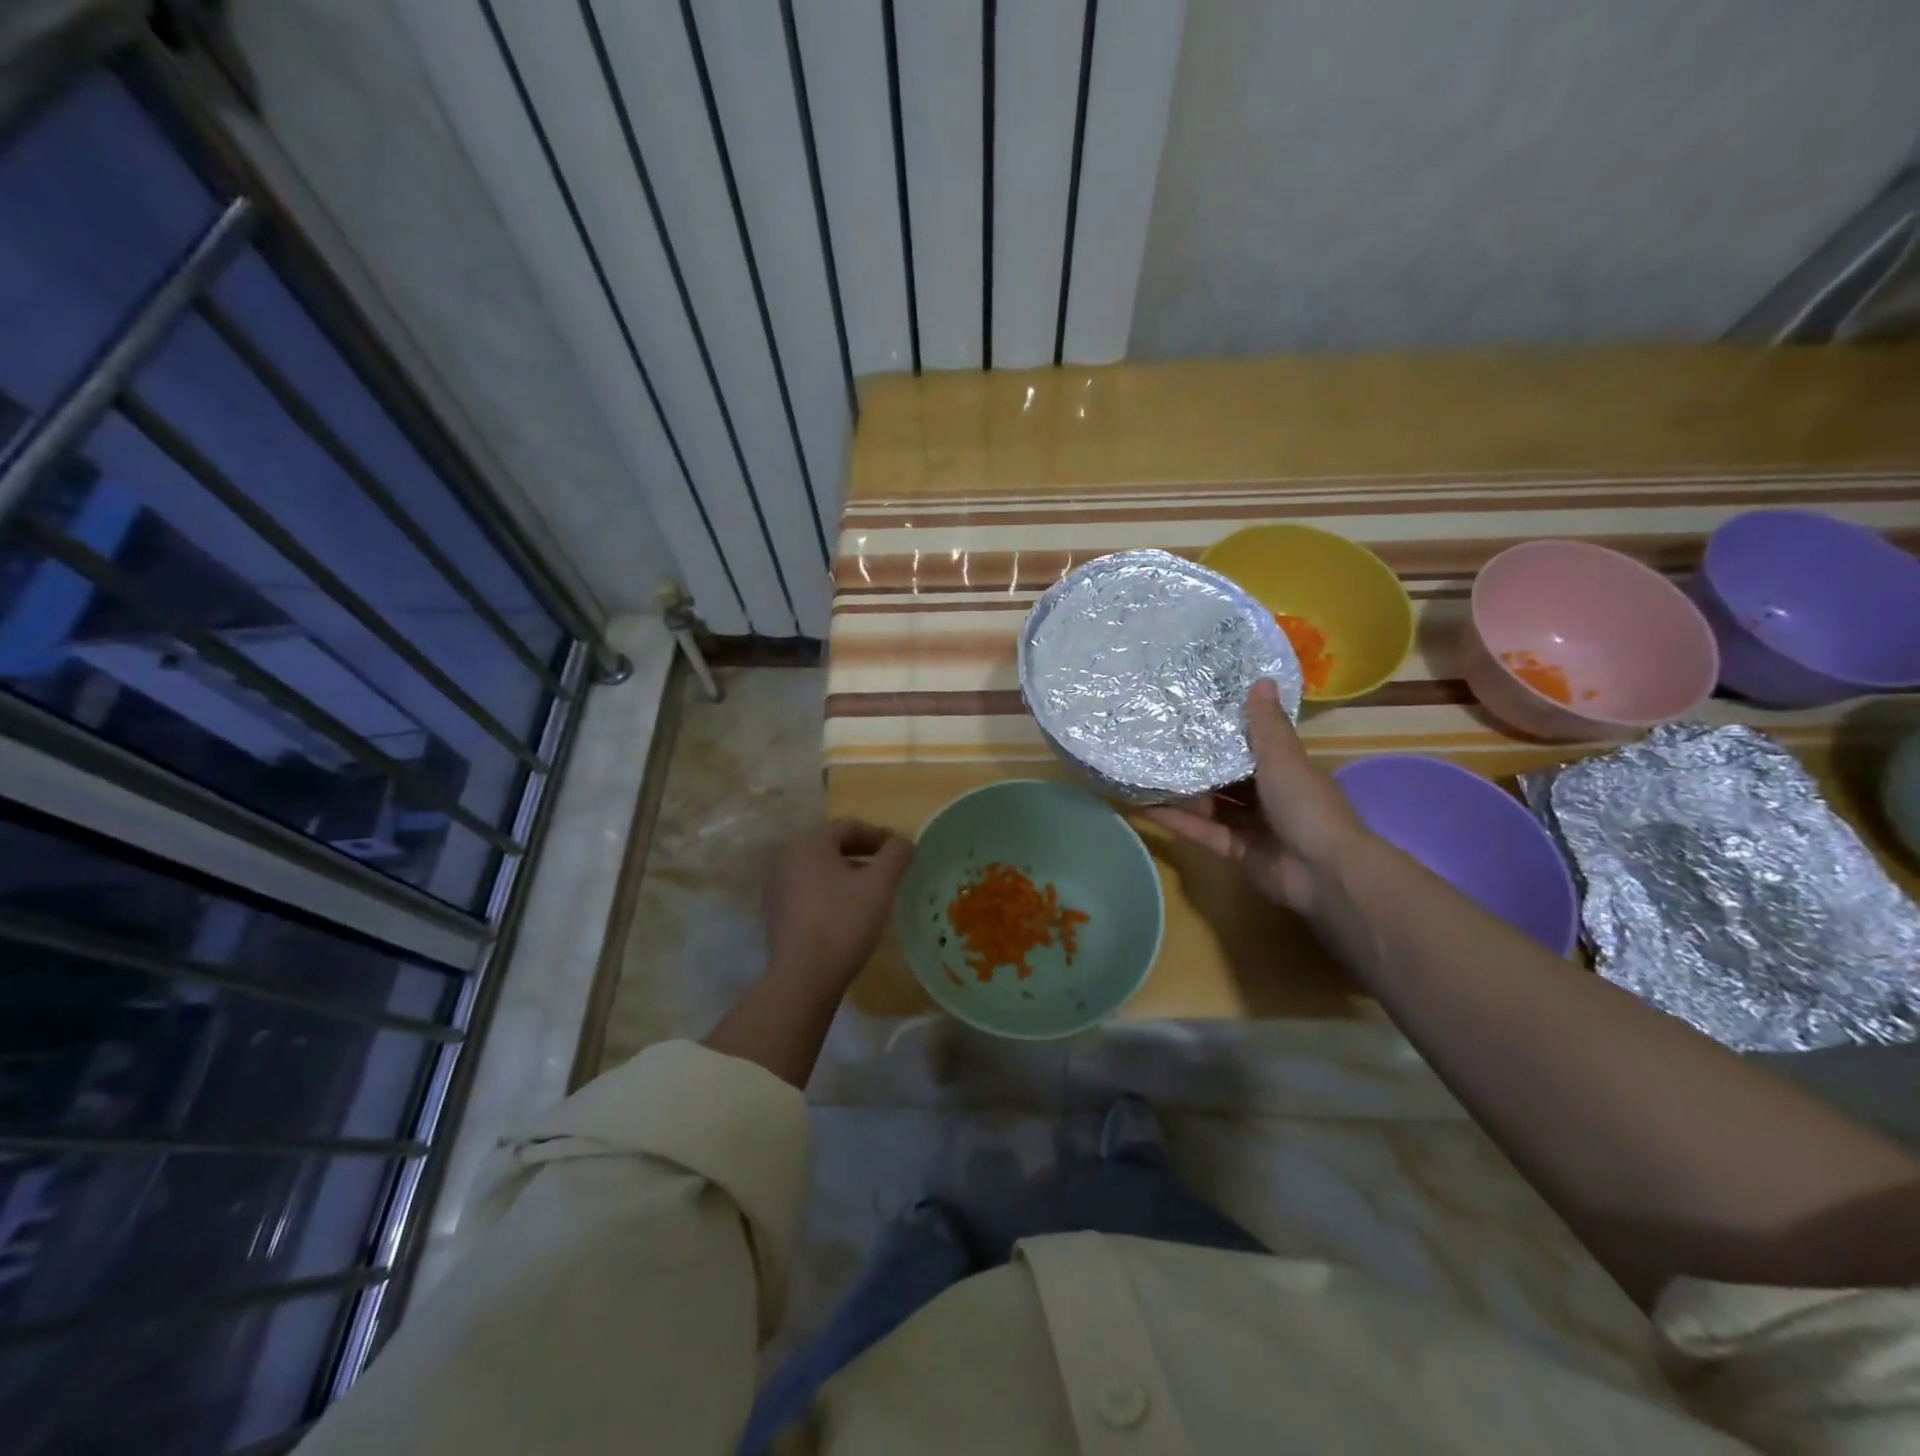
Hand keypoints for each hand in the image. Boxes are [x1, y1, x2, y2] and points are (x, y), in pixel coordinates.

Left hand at [763, 820, 913, 994]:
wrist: (803, 978)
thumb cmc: (844, 921)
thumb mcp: (879, 884)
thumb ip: (896, 855)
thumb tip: (904, 841)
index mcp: (809, 843)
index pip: (850, 826)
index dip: (880, 835)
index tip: (903, 850)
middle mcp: (786, 857)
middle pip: (833, 846)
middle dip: (865, 853)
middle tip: (891, 868)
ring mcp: (778, 886)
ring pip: (821, 869)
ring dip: (849, 873)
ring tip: (874, 891)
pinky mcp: (777, 913)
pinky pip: (810, 890)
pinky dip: (833, 892)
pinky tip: (850, 912)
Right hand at [1143, 679, 1368, 914]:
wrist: (1324, 872)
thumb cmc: (1307, 805)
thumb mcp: (1284, 758)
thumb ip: (1267, 725)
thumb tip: (1262, 678)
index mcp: (1284, 769)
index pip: (1249, 745)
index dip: (1221, 731)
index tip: (1187, 713)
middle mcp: (1267, 796)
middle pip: (1225, 777)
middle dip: (1195, 764)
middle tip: (1154, 741)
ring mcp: (1251, 826)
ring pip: (1209, 804)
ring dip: (1180, 792)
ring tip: (1142, 772)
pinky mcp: (1234, 851)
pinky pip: (1201, 831)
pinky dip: (1176, 821)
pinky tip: (1143, 807)